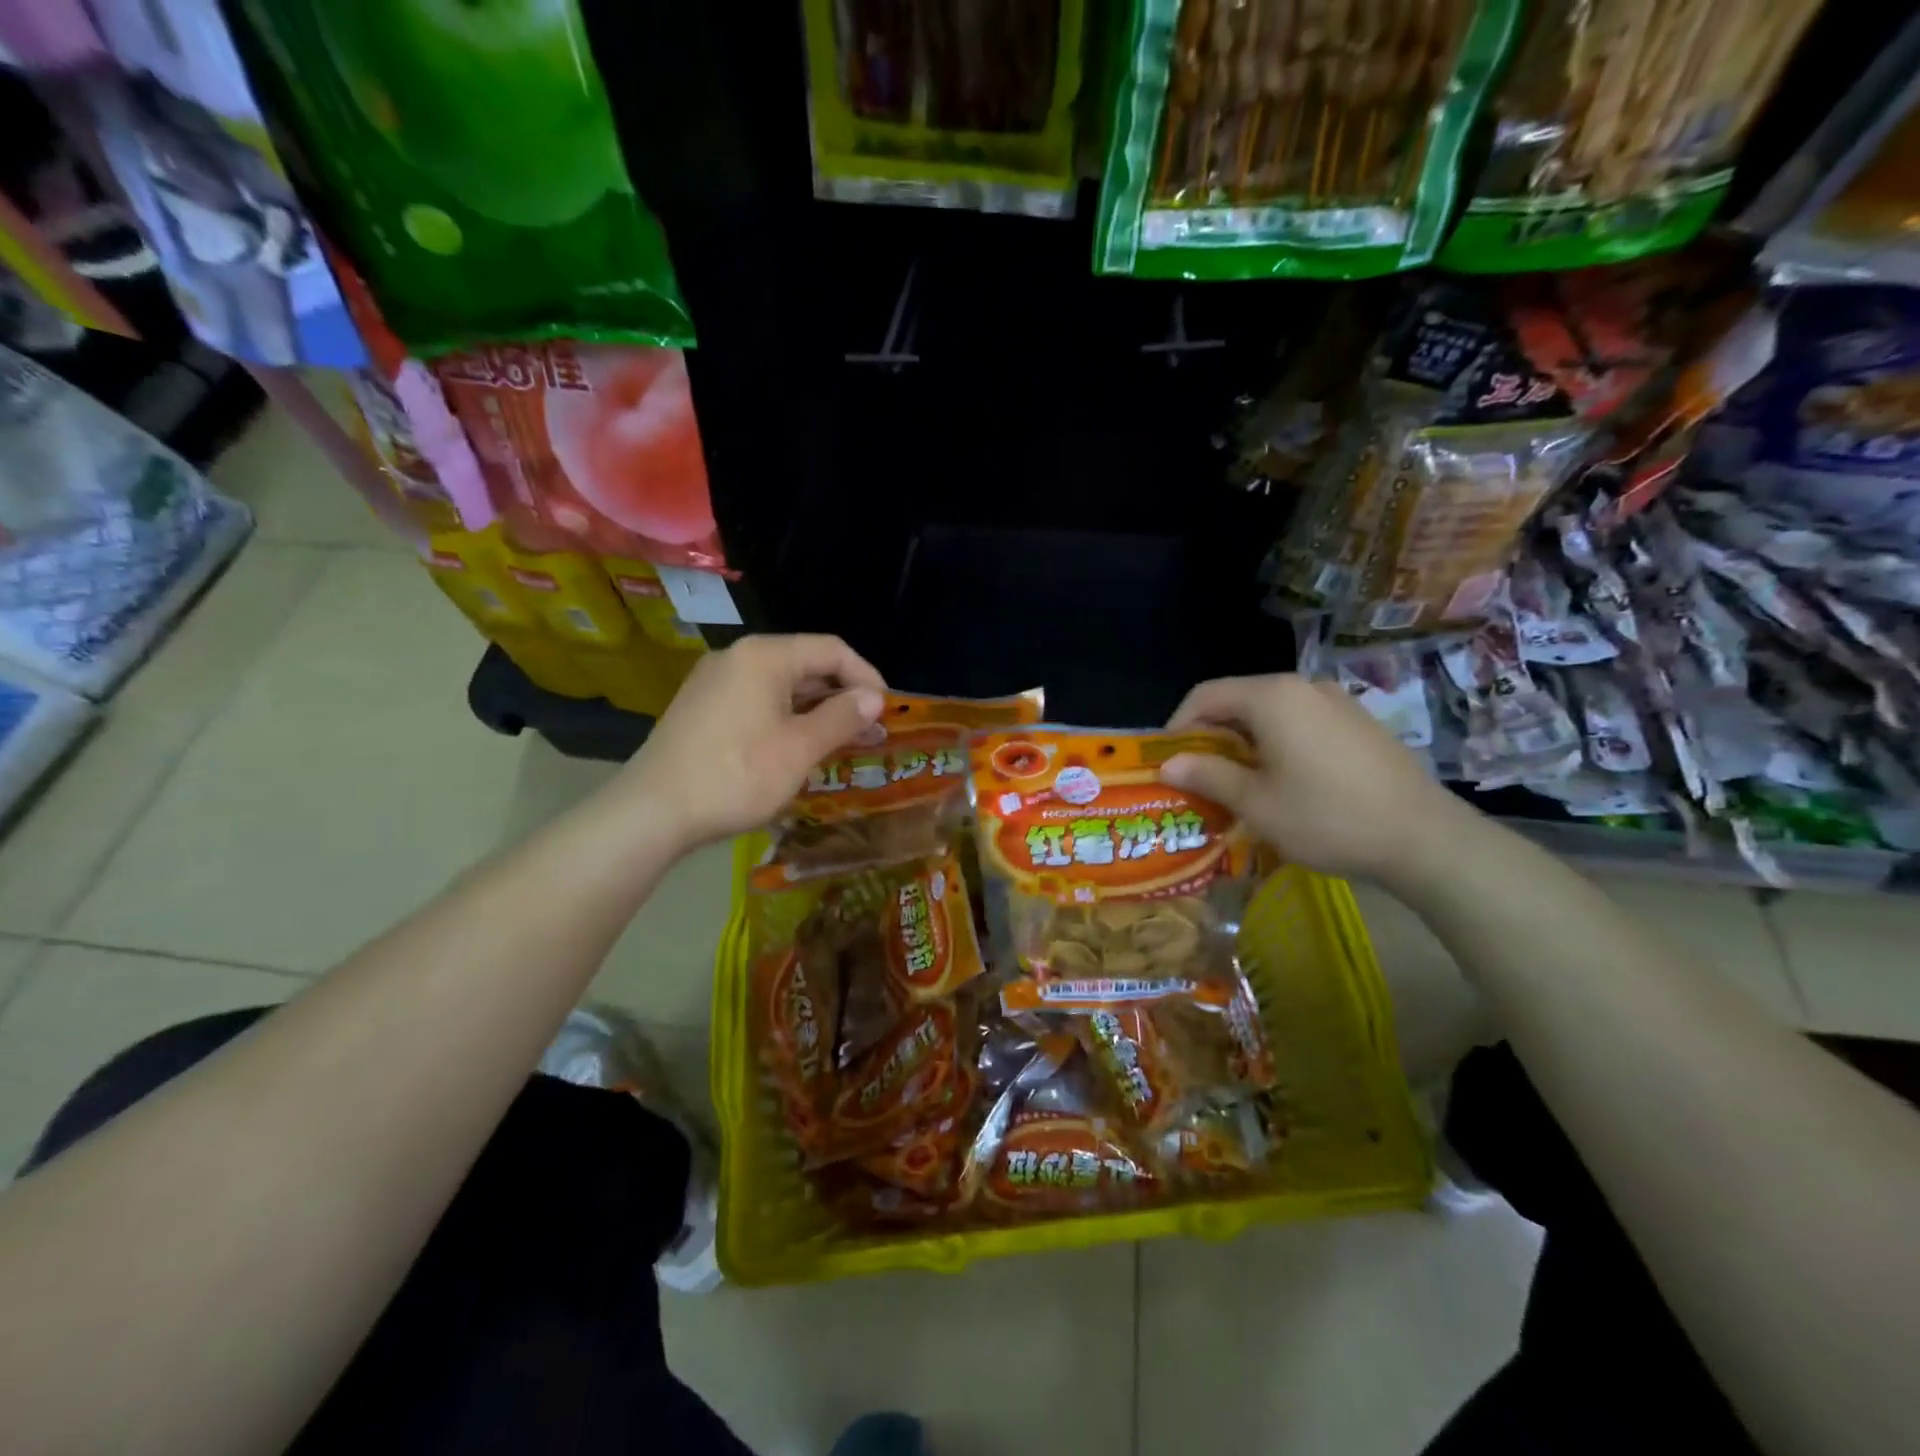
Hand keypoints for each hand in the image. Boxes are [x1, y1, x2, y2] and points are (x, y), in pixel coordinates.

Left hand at [619, 634, 885, 851]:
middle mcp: (737, 657)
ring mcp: (715, 682)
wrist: (653, 812)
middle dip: (842, 696)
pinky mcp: (703, 707)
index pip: (831, 650)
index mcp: (764, 656)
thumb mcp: (799, 749)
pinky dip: (787, 718)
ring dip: (816, 710)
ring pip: (781, 686)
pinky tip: (800, 747)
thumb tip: (875, 698)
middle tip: (870, 731)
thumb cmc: (737, 775)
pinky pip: (758, 701)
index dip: (866, 677)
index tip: (887, 711)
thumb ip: (841, 718)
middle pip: (805, 664)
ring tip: (843, 742)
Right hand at [1161, 673, 1473, 887]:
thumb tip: (1167, 764)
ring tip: (1238, 783)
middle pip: (1238, 701)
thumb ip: (1207, 775)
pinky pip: (1301, 723)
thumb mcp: (1255, 803)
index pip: (1205, 695)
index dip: (1178, 725)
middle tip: (1198, 777)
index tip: (1168, 761)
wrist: (1424, 838)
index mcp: (1272, 697)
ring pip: (1270, 713)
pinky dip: (1277, 744)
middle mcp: (1303, 687)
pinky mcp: (1359, 723)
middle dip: (1210, 736)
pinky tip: (1283, 781)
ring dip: (1243, 742)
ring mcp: (1337, 702)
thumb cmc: (1326, 817)